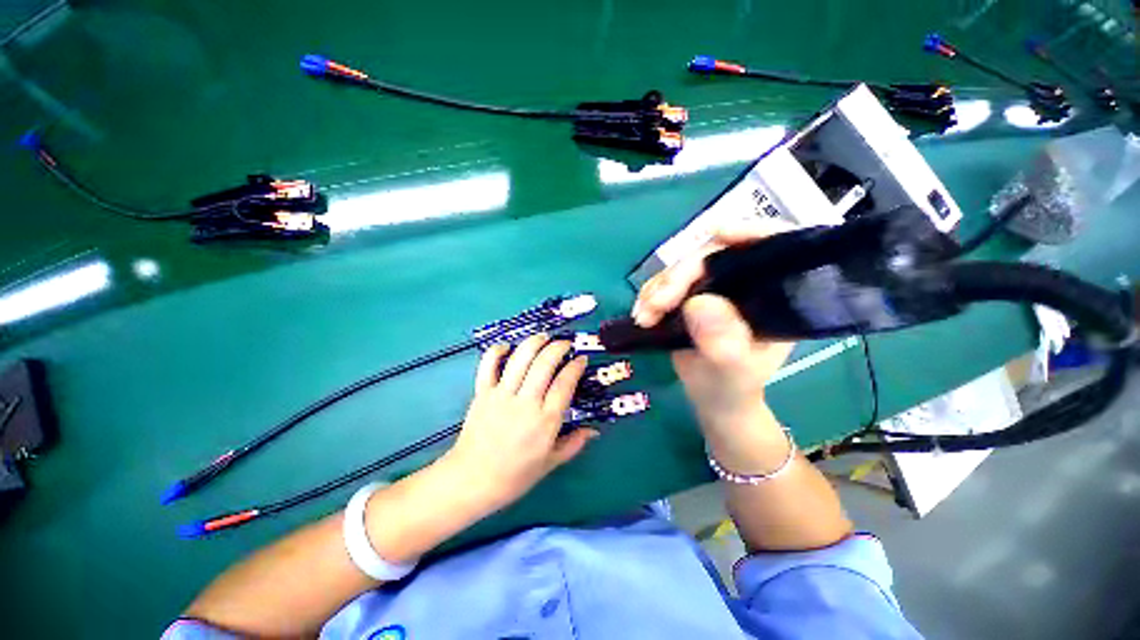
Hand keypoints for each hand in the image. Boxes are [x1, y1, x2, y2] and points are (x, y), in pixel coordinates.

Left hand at [442, 334, 597, 512]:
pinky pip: (488, 365)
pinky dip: (497, 351)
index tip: (581, 359)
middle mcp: (526, 402)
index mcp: (545, 420)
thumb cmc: (514, 476)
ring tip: (543, 337)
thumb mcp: (550, 463)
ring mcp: (502, 395)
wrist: (472, 481)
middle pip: (544, 363)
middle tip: (566, 343)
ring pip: (520, 358)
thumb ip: (574, 444)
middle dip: (558, 347)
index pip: (565, 383)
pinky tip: (507, 347)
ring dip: (534, 342)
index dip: (576, 366)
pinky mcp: (482, 393)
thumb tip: (594, 430)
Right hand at [632, 222, 794, 433]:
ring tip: (644, 316)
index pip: (774, 247)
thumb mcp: (733, 372)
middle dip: (680, 276)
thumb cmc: (732, 388)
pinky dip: (650, 295)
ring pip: (683, 268)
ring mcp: (714, 288)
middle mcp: (745, 284)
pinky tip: (642, 314)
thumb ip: (723, 343)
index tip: (718, 233)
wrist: (712, 399)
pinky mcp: (689, 296)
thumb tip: (698, 302)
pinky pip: (666, 283)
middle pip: (714, 255)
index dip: (750, 232)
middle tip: (655, 305)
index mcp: (774, 296)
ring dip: (658, 288)